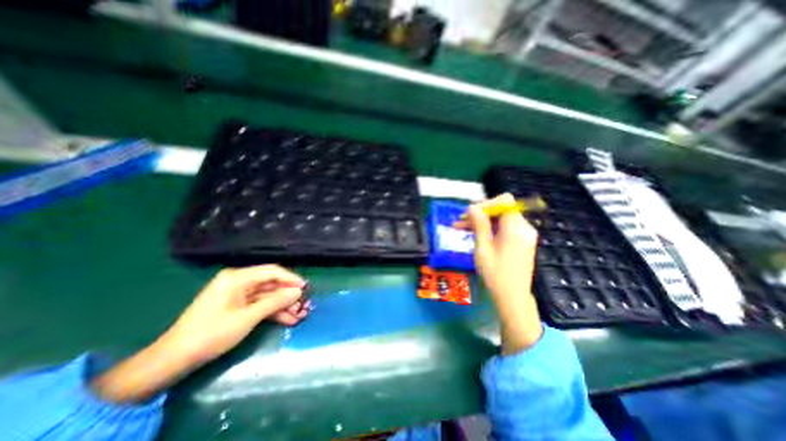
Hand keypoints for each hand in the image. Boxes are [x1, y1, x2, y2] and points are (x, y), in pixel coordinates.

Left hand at [158, 265, 305, 365]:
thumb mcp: (247, 318)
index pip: (272, 271)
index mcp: (237, 278)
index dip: (291, 279)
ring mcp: (238, 295)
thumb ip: (275, 302)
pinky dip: (274, 313)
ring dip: (284, 306)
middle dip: (289, 296)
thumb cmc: (211, 334)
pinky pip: (261, 306)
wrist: (173, 361)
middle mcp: (239, 282)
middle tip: (305, 305)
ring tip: (301, 315)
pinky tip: (289, 320)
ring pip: (268, 297)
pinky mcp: (238, 307)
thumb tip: (298, 291)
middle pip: (271, 285)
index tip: (306, 288)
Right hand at [458, 194, 544, 354]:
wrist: (512, 298)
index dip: (486, 204)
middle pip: (502, 210)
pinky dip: (491, 229)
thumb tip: (472, 207)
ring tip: (462, 228)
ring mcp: (525, 235)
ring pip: (501, 219)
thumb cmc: (495, 274)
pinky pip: (505, 228)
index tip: (470, 214)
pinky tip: (476, 235)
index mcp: (516, 228)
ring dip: (483, 222)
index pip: (504, 201)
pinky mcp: (522, 242)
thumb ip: (479, 224)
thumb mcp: (482, 248)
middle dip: (480, 214)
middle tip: (460, 222)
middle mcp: (524, 227)